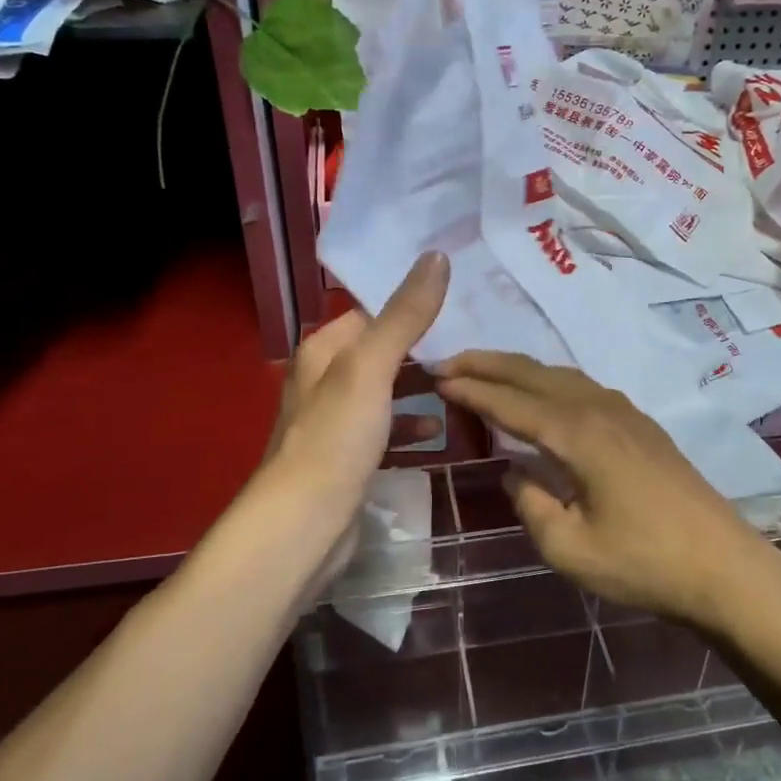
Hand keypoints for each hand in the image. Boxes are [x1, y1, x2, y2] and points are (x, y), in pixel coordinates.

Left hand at [261, 251, 450, 565]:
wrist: (305, 524)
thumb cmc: (336, 438)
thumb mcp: (371, 368)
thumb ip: (404, 315)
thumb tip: (435, 256)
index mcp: (325, 350)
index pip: (373, 311)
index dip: (413, 303)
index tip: (462, 297)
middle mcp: (326, 379)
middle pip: (383, 350)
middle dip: (423, 346)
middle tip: (475, 338)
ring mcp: (338, 421)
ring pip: (387, 390)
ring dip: (420, 386)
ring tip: (465, 381)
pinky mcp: (350, 457)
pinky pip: (387, 429)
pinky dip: (411, 426)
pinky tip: (439, 432)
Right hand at [433, 352, 777, 629]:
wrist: (723, 567)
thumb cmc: (643, 563)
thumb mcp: (570, 549)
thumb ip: (532, 504)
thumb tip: (518, 472)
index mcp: (577, 435)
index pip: (511, 402)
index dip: (471, 389)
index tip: (436, 378)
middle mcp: (598, 409)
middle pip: (532, 374)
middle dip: (487, 364)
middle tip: (447, 362)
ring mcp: (624, 413)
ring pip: (559, 375)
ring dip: (517, 369)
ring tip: (484, 371)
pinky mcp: (640, 425)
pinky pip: (581, 387)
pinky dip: (547, 381)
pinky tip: (541, 395)